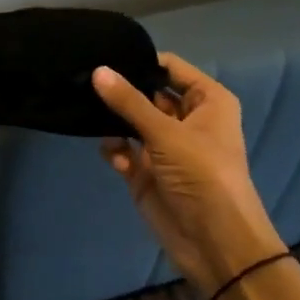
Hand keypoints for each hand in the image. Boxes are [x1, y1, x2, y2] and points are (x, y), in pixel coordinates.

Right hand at [92, 52, 282, 295]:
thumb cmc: (203, 175)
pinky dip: (116, 149)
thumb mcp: (166, 133)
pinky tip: (115, 157)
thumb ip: (129, 102)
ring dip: (112, 121)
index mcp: (206, 101)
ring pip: (130, 121)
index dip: (141, 61)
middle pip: (146, 92)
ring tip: (87, 113)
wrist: (216, 243)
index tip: (105, 56)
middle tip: (83, 80)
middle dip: (119, 90)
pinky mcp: (146, 170)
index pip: (169, 67)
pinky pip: (123, 148)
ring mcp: (165, 145)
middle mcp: (186, 118)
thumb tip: (97, 70)